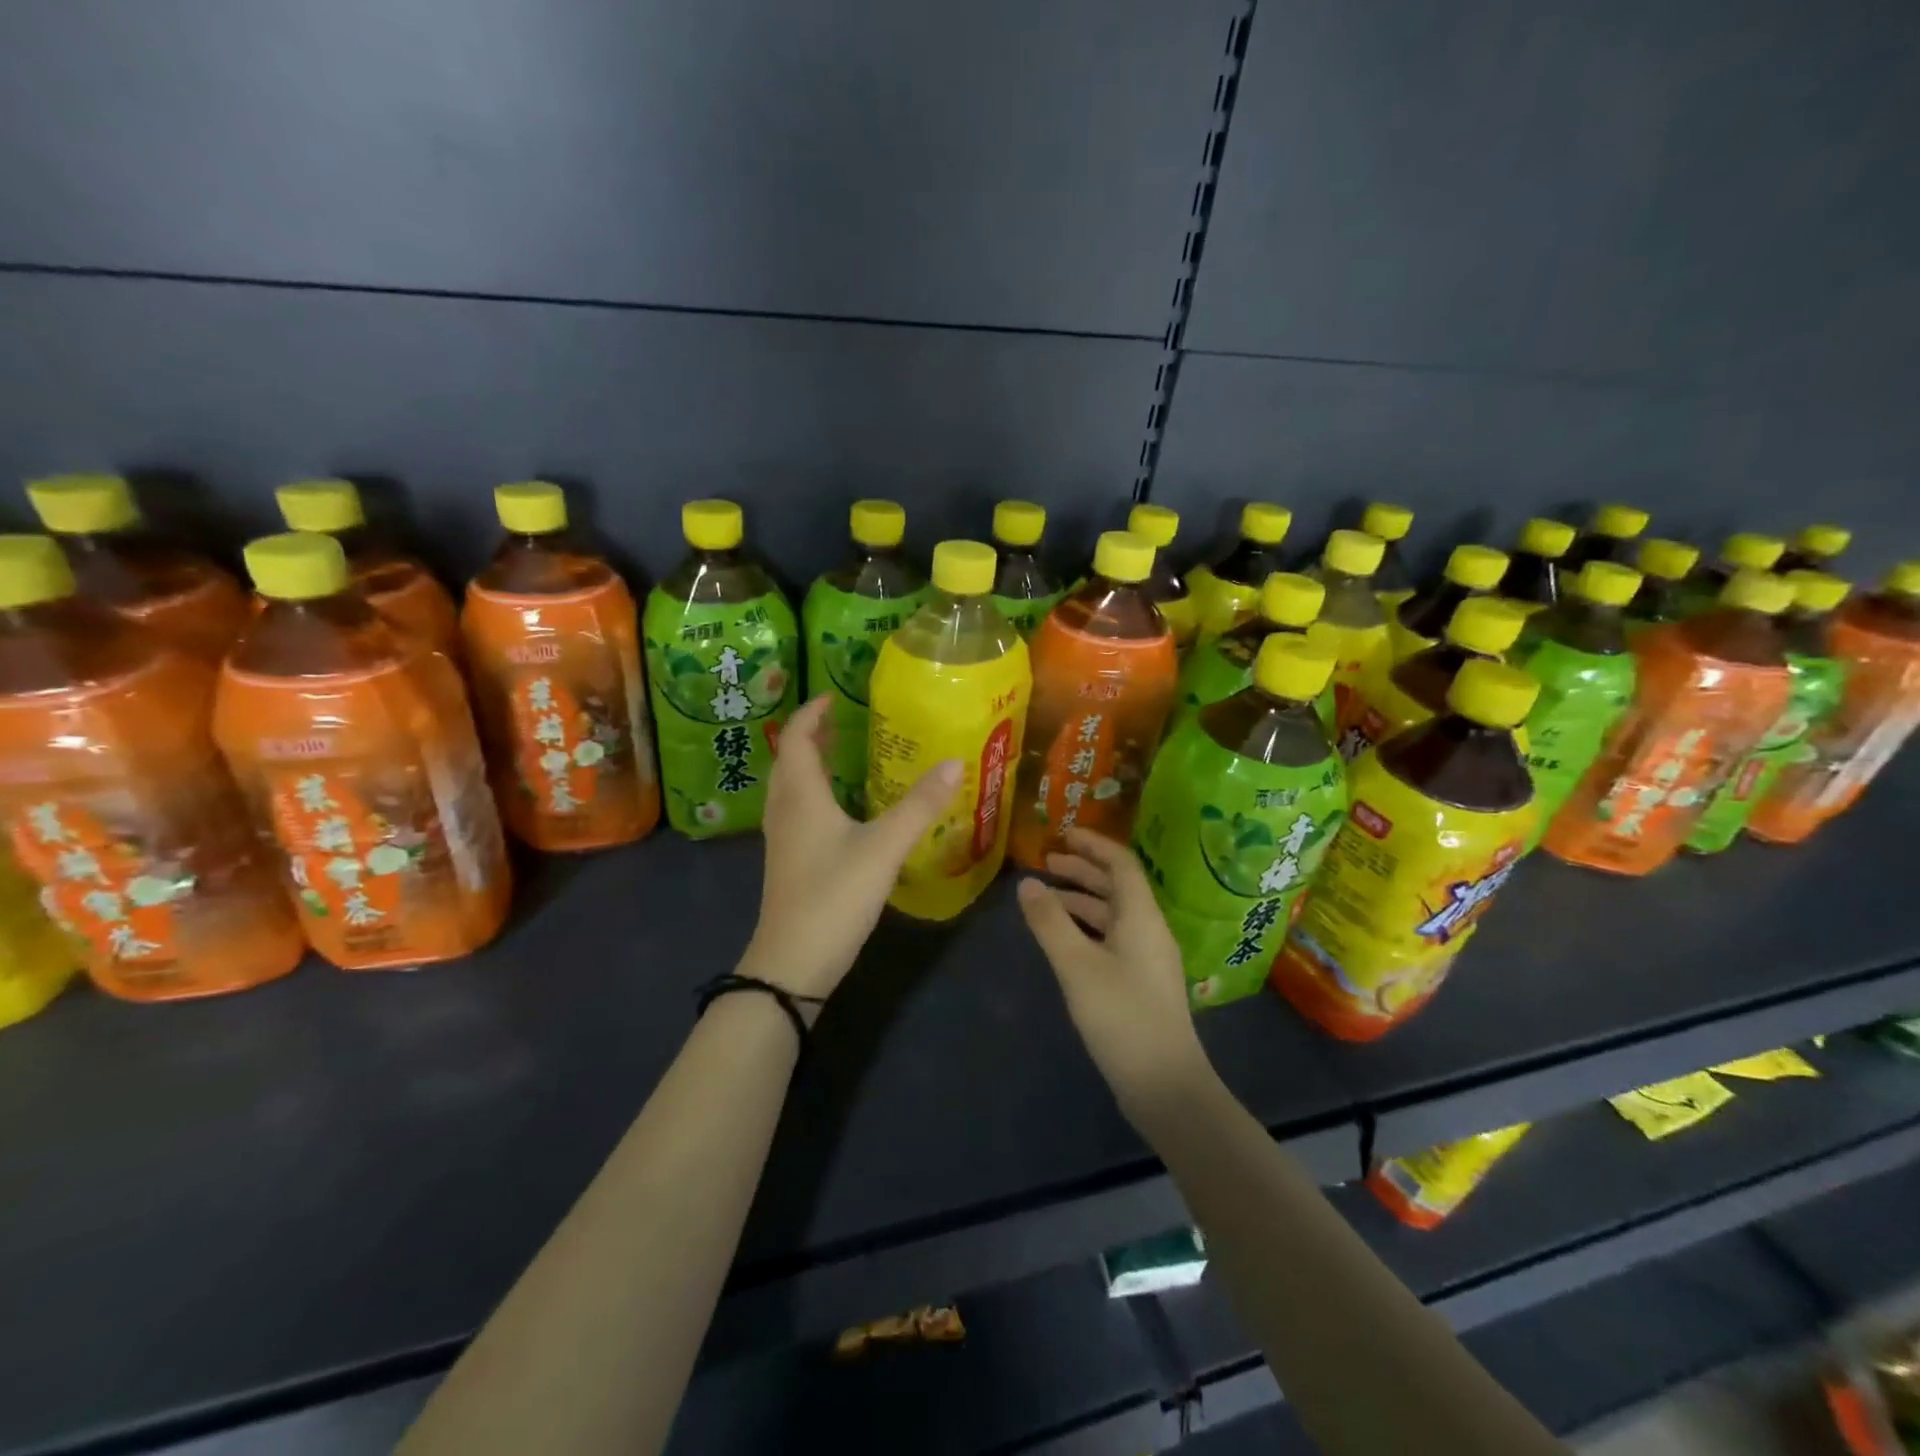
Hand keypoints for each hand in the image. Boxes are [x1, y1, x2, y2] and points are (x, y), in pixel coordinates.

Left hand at [738, 695, 961, 1002]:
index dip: (812, 713)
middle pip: (790, 760)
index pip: (797, 739)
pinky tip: (841, 810)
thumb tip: (954, 762)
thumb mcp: (884, 847)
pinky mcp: (789, 862)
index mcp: (801, 796)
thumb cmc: (834, 896)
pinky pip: (797, 811)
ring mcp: (783, 839)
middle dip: (812, 736)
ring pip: (791, 787)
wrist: (792, 965)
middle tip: (843, 722)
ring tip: (843, 756)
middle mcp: (785, 810)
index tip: (834, 696)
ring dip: (811, 764)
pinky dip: (814, 794)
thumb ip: (920, 805)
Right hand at [1017, 829, 1211, 1125]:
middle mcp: (1149, 930)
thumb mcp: (1076, 966)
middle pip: (1117, 886)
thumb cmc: (1121, 1016)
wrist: (1164, 1085)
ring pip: (1113, 914)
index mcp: (1141, 916)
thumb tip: (1027, 883)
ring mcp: (1147, 958)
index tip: (1062, 835)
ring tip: (1045, 899)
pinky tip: (1063, 939)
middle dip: (1083, 870)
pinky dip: (1086, 928)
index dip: (1093, 845)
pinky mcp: (1141, 982)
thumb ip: (1049, 922)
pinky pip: (1112, 938)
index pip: (1121, 863)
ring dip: (1082, 900)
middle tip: (1046, 864)